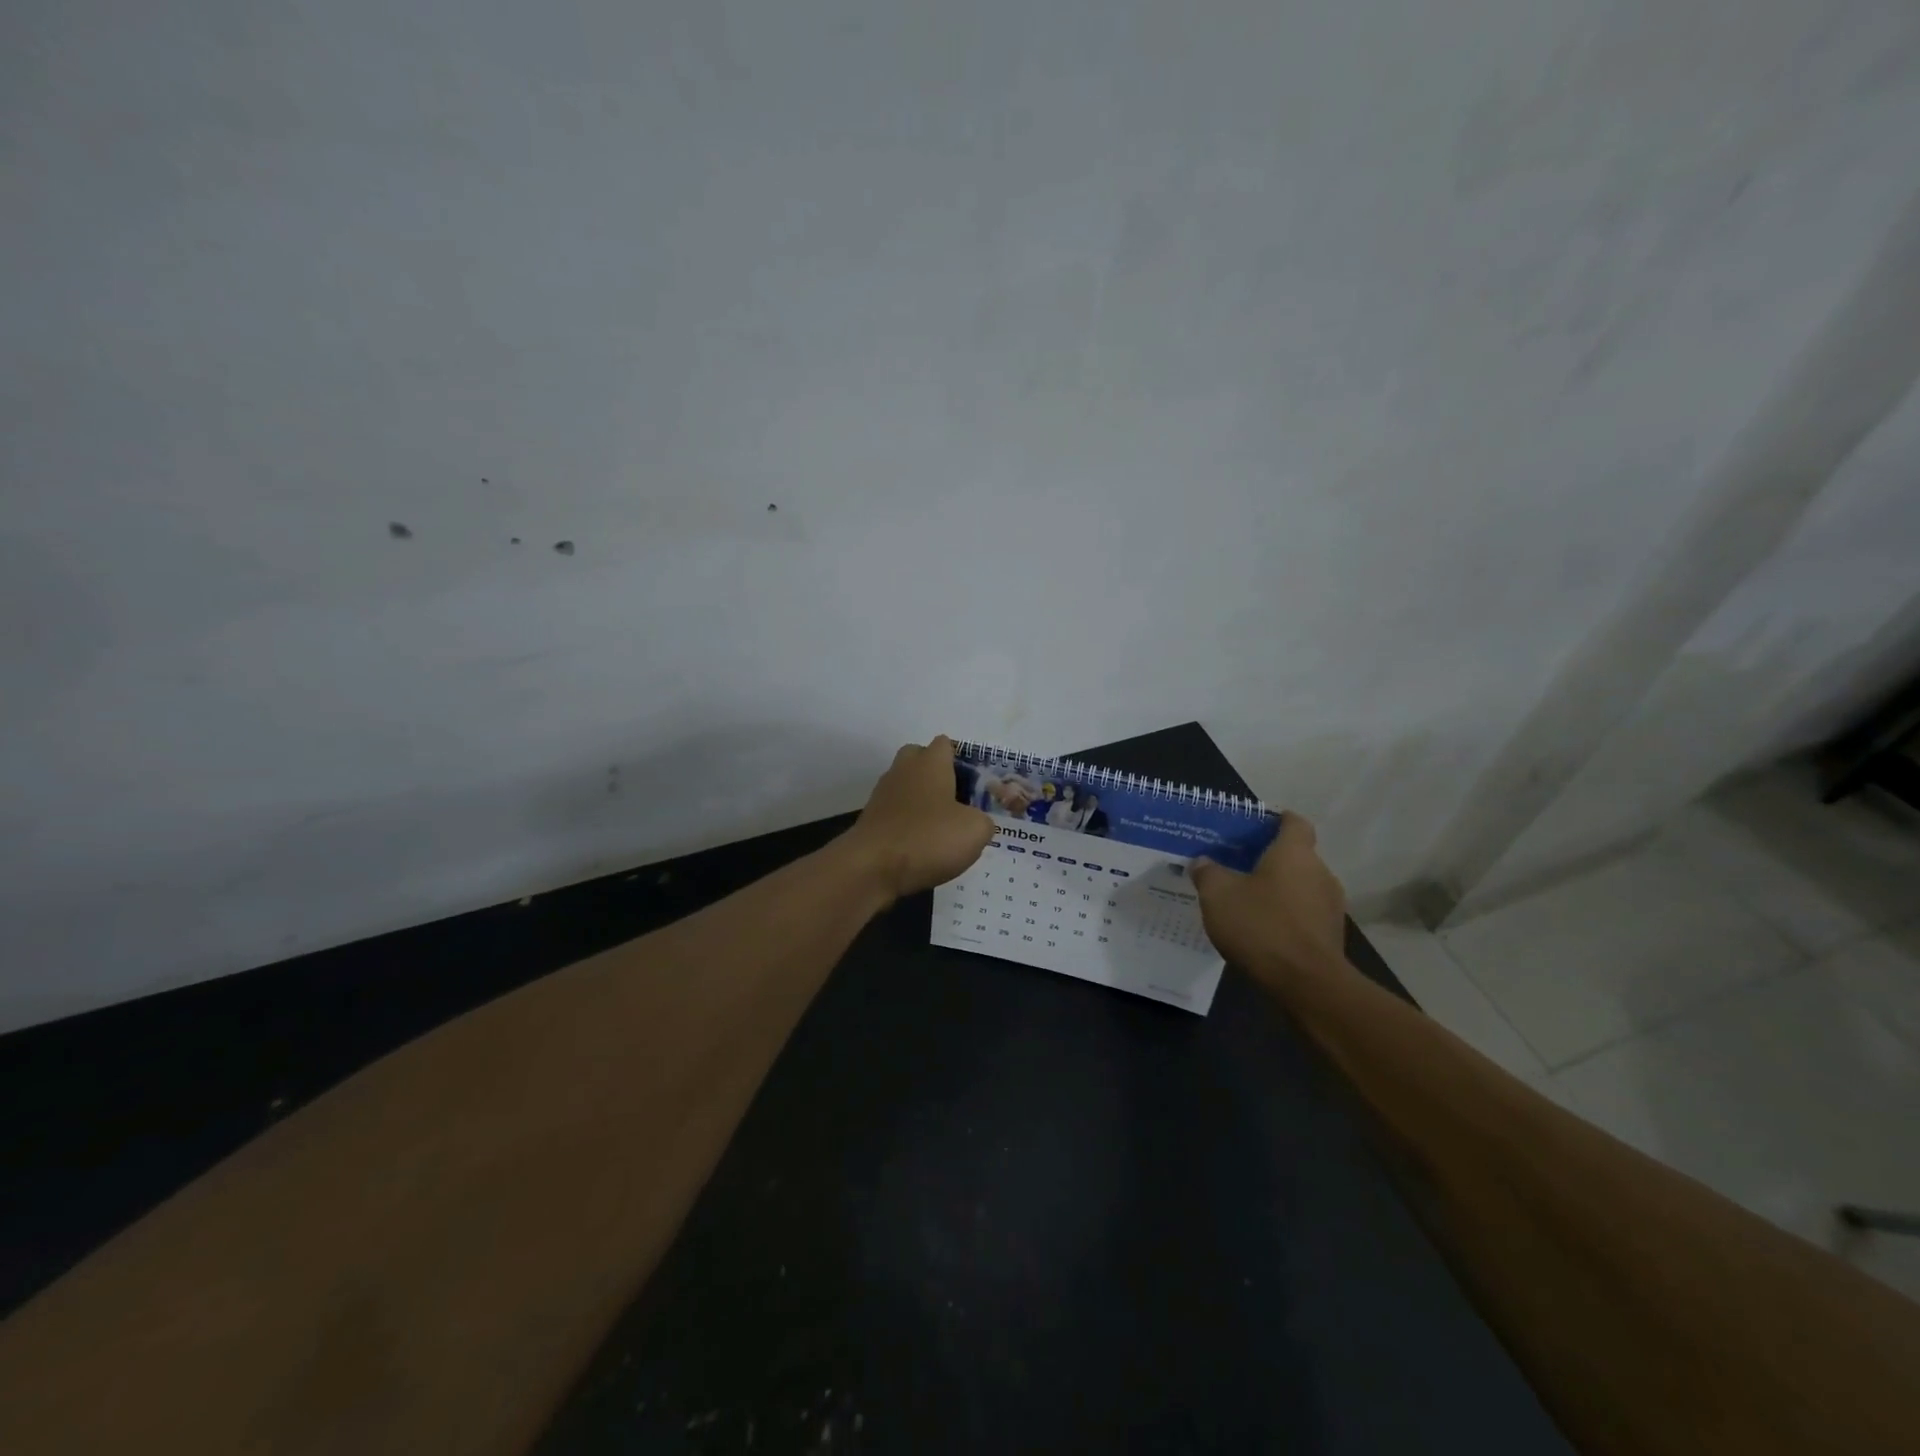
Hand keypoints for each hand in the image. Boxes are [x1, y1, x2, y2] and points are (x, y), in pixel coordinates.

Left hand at [842, 735, 995, 900]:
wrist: (871, 867)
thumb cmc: (928, 838)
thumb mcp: (975, 831)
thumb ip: (983, 820)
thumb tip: (975, 822)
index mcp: (930, 763)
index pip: (945, 744)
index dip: (962, 761)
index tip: (975, 785)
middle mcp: (903, 770)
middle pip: (919, 759)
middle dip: (936, 775)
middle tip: (956, 802)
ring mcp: (882, 794)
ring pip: (906, 787)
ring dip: (921, 802)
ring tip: (941, 830)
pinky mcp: (871, 820)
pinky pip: (895, 814)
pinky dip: (907, 825)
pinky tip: (921, 847)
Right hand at [1191, 814, 1347, 981]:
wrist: (1307, 983)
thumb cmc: (1261, 925)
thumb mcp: (1218, 894)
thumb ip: (1208, 872)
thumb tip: (1203, 862)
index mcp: (1294, 853)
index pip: (1294, 822)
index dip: (1276, 820)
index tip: (1256, 825)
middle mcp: (1320, 872)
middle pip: (1297, 856)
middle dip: (1270, 860)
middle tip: (1238, 868)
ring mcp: (1331, 906)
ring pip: (1301, 886)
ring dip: (1279, 891)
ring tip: (1248, 903)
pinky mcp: (1332, 935)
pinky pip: (1305, 914)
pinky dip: (1287, 916)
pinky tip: (1263, 931)